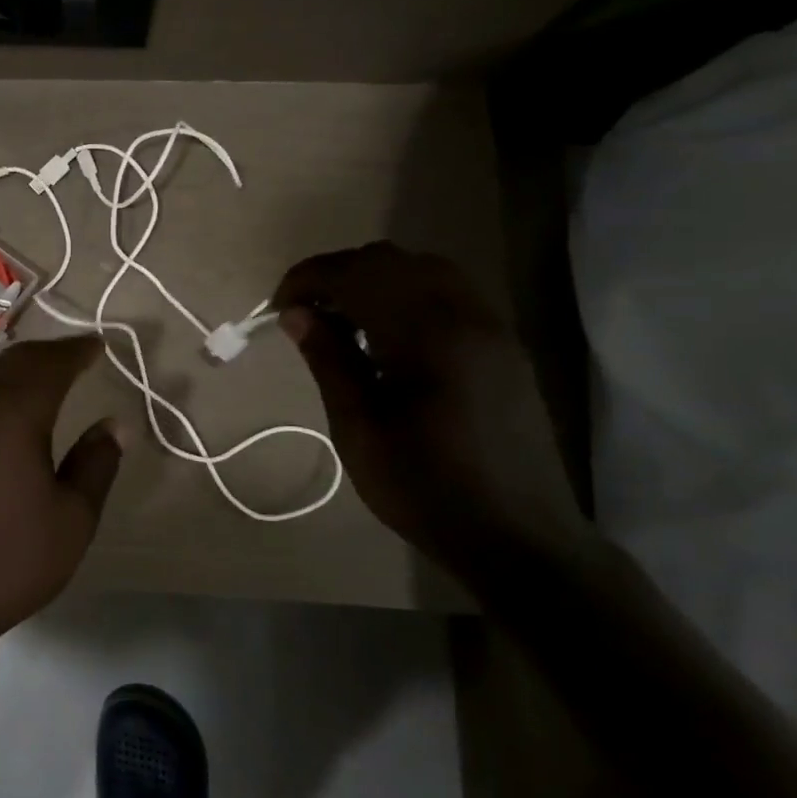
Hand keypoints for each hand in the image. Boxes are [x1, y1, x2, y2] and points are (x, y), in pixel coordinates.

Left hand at [0, 336, 122, 638]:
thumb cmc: (11, 556)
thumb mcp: (72, 518)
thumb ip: (96, 463)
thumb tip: (112, 423)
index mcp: (13, 414)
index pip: (50, 364)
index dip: (77, 350)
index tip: (99, 345)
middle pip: (15, 360)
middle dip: (49, 352)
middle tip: (78, 354)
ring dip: (21, 367)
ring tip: (49, 374)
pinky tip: (9, 405)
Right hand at [273, 243, 591, 575]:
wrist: (518, 537)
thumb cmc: (424, 487)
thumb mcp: (358, 428)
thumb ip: (328, 360)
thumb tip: (296, 313)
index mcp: (426, 334)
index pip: (356, 273)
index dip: (308, 279)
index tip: (278, 308)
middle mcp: (464, 314)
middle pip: (390, 260)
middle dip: (338, 275)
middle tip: (305, 314)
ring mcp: (491, 326)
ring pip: (422, 269)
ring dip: (372, 282)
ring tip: (341, 322)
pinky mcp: (502, 345)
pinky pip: (447, 292)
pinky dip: (405, 295)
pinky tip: (386, 338)